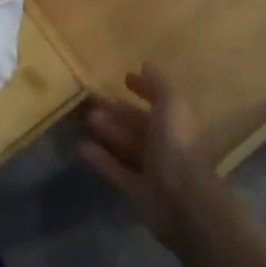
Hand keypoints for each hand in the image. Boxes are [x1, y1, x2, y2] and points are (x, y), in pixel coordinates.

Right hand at [79, 64, 226, 252]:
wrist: (183, 202)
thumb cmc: (177, 146)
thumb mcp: (172, 105)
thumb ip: (159, 84)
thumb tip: (147, 64)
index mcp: (178, 123)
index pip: (161, 100)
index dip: (145, 88)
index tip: (126, 78)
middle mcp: (166, 144)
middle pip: (139, 124)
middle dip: (119, 111)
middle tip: (93, 100)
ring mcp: (152, 169)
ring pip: (127, 145)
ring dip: (109, 131)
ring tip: (87, 118)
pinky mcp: (138, 191)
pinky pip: (116, 170)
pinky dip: (101, 159)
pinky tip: (82, 147)